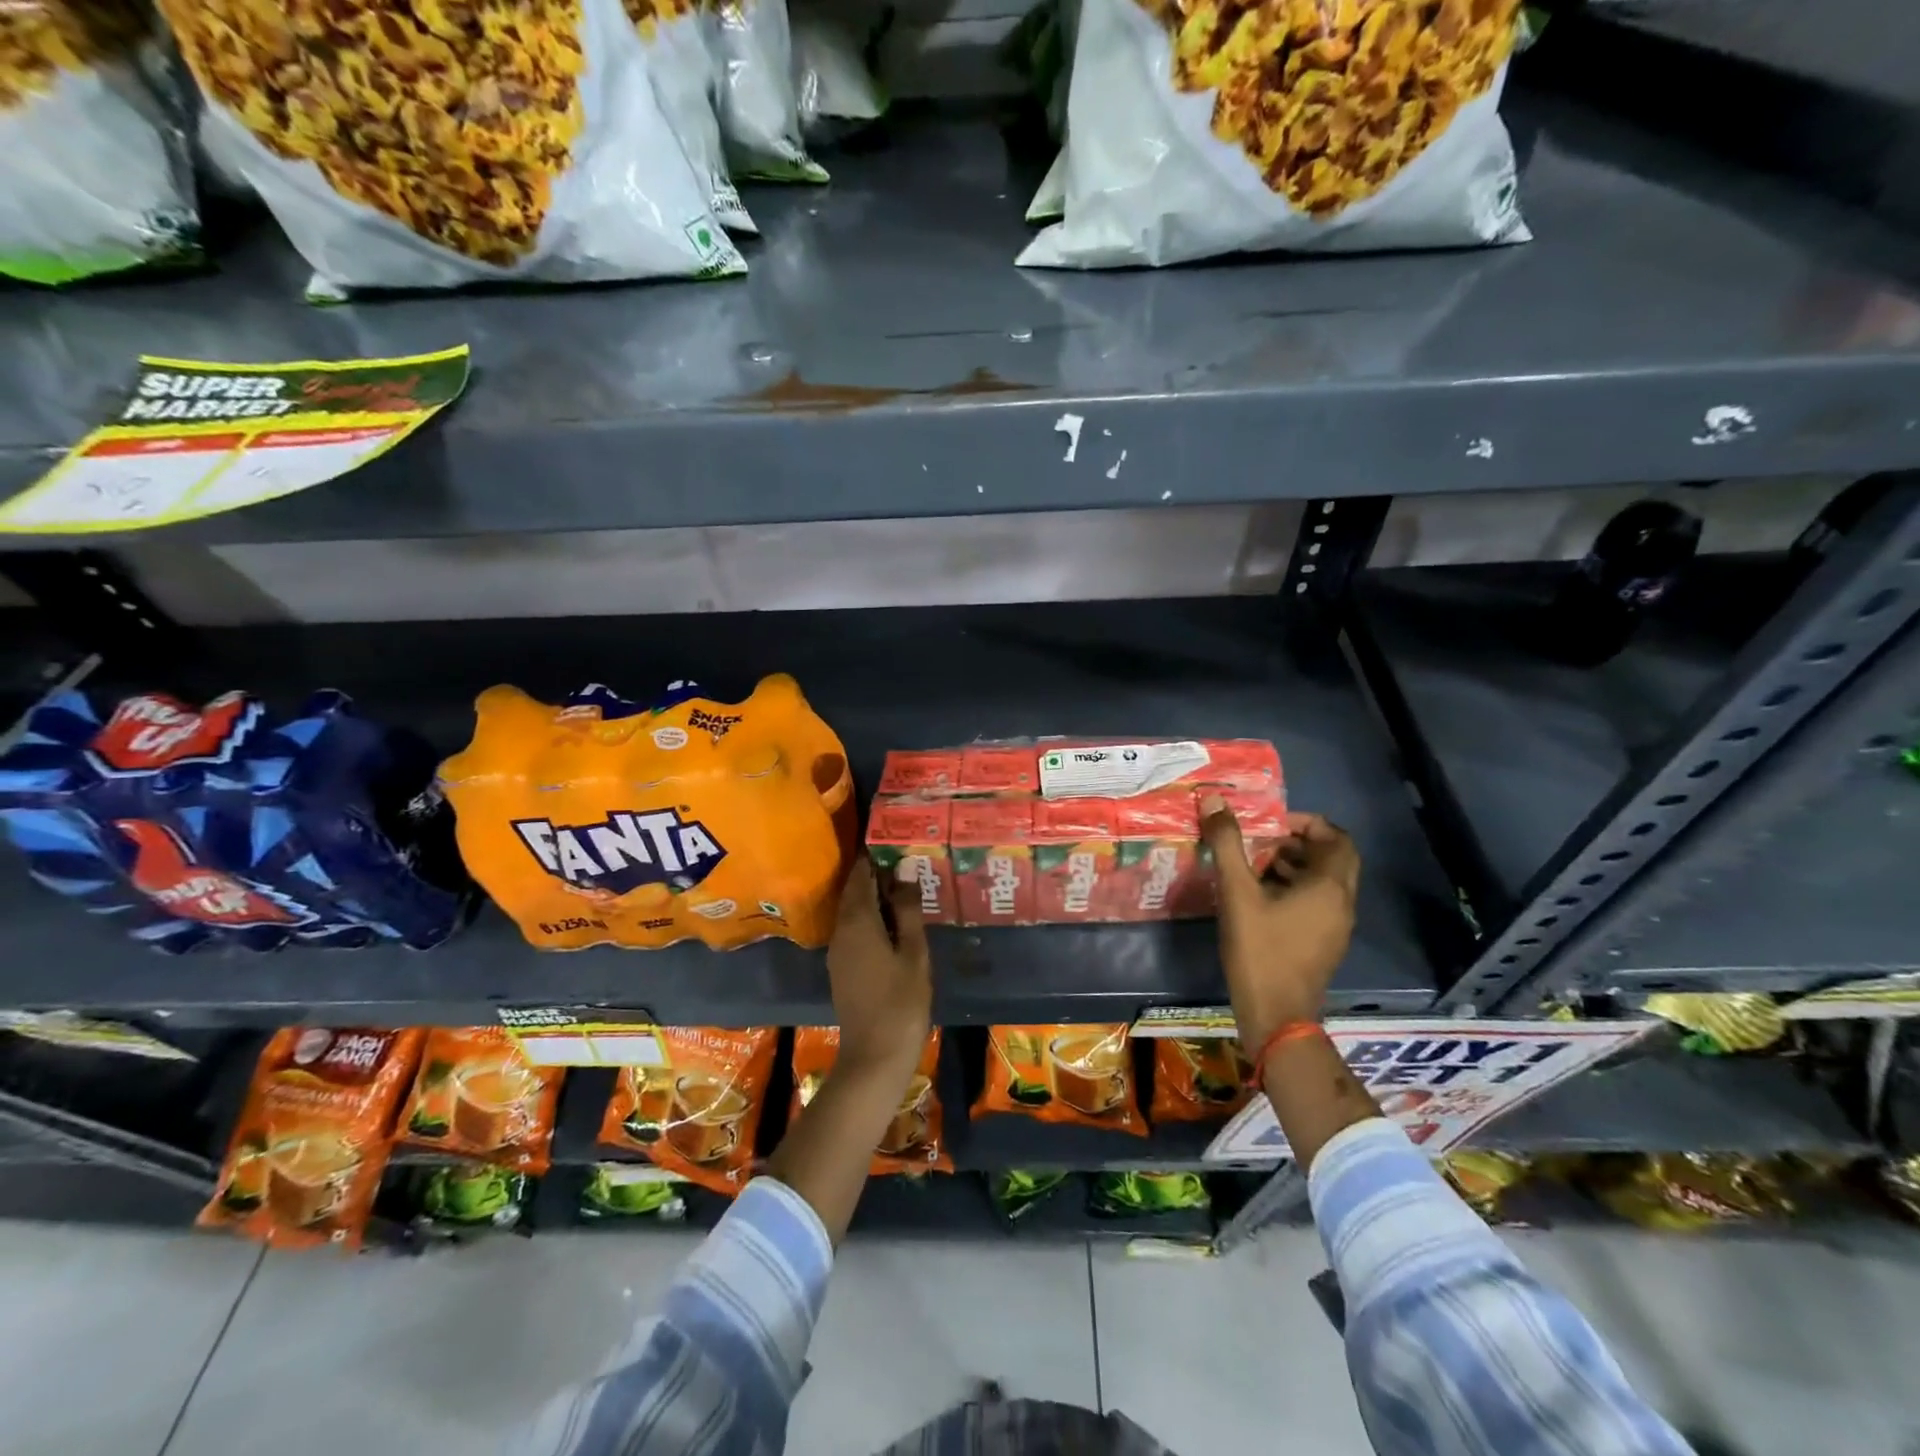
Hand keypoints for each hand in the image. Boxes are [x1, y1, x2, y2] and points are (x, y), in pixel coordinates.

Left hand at [826, 855, 931, 1072]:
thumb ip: (907, 911)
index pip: (860, 876)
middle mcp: (840, 931)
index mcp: (857, 921)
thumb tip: (904, 872)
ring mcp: (838, 951)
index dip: (873, 856)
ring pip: (852, 912)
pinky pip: (852, 930)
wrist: (874, 1057)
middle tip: (903, 862)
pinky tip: (892, 924)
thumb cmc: (901, 1002)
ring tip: (903, 889)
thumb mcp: (913, 953)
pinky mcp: (841, 968)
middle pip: (853, 892)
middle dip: (873, 875)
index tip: (891, 841)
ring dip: (872, 897)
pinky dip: (869, 918)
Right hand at [1200, 798, 1359, 1048]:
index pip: (1336, 837)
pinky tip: (1260, 896)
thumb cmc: (1260, 949)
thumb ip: (1227, 844)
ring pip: (1325, 881)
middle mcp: (1342, 902)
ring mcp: (1336, 925)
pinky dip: (1296, 888)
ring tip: (1255, 863)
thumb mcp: (1237, 892)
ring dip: (1296, 865)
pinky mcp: (1325, 942)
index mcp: (1330, 886)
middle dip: (1299, 842)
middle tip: (1262, 839)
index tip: (1270, 822)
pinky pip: (1318, 902)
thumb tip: (1213, 799)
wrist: (1276, 1014)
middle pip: (1333, 858)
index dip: (1306, 823)